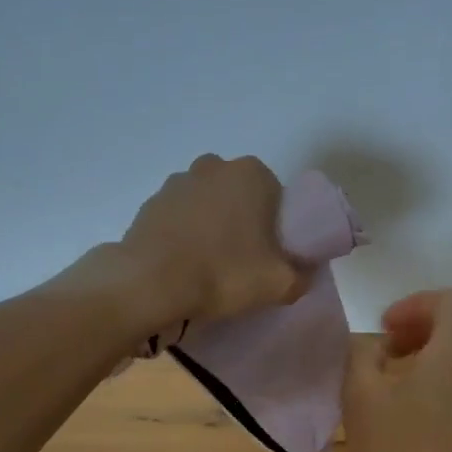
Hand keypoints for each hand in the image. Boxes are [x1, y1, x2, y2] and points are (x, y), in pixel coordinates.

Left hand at [120, 155, 305, 325]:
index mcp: (251, 174)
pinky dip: (184, 234)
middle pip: (240, 196)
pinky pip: (178, 218)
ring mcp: (177, 182)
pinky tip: (184, 263)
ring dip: (211, 225)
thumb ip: (301, 275)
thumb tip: (302, 274)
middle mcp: (214, 167)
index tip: (272, 254)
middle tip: (244, 260)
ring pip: (207, 204)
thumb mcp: (279, 284)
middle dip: (243, 221)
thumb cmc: (223, 272)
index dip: (277, 227)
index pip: (277, 196)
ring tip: (210, 264)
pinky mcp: (150, 203)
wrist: (150, 283)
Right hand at [343, 289, 451, 451]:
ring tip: (394, 371)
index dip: (412, 304)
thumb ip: (363, 353)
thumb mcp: (360, 392)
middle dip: (421, 324)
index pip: (447, 301)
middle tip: (386, 345)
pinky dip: (441, 372)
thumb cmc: (392, 450)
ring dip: (431, 348)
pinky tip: (410, 400)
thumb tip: (374, 348)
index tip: (383, 328)